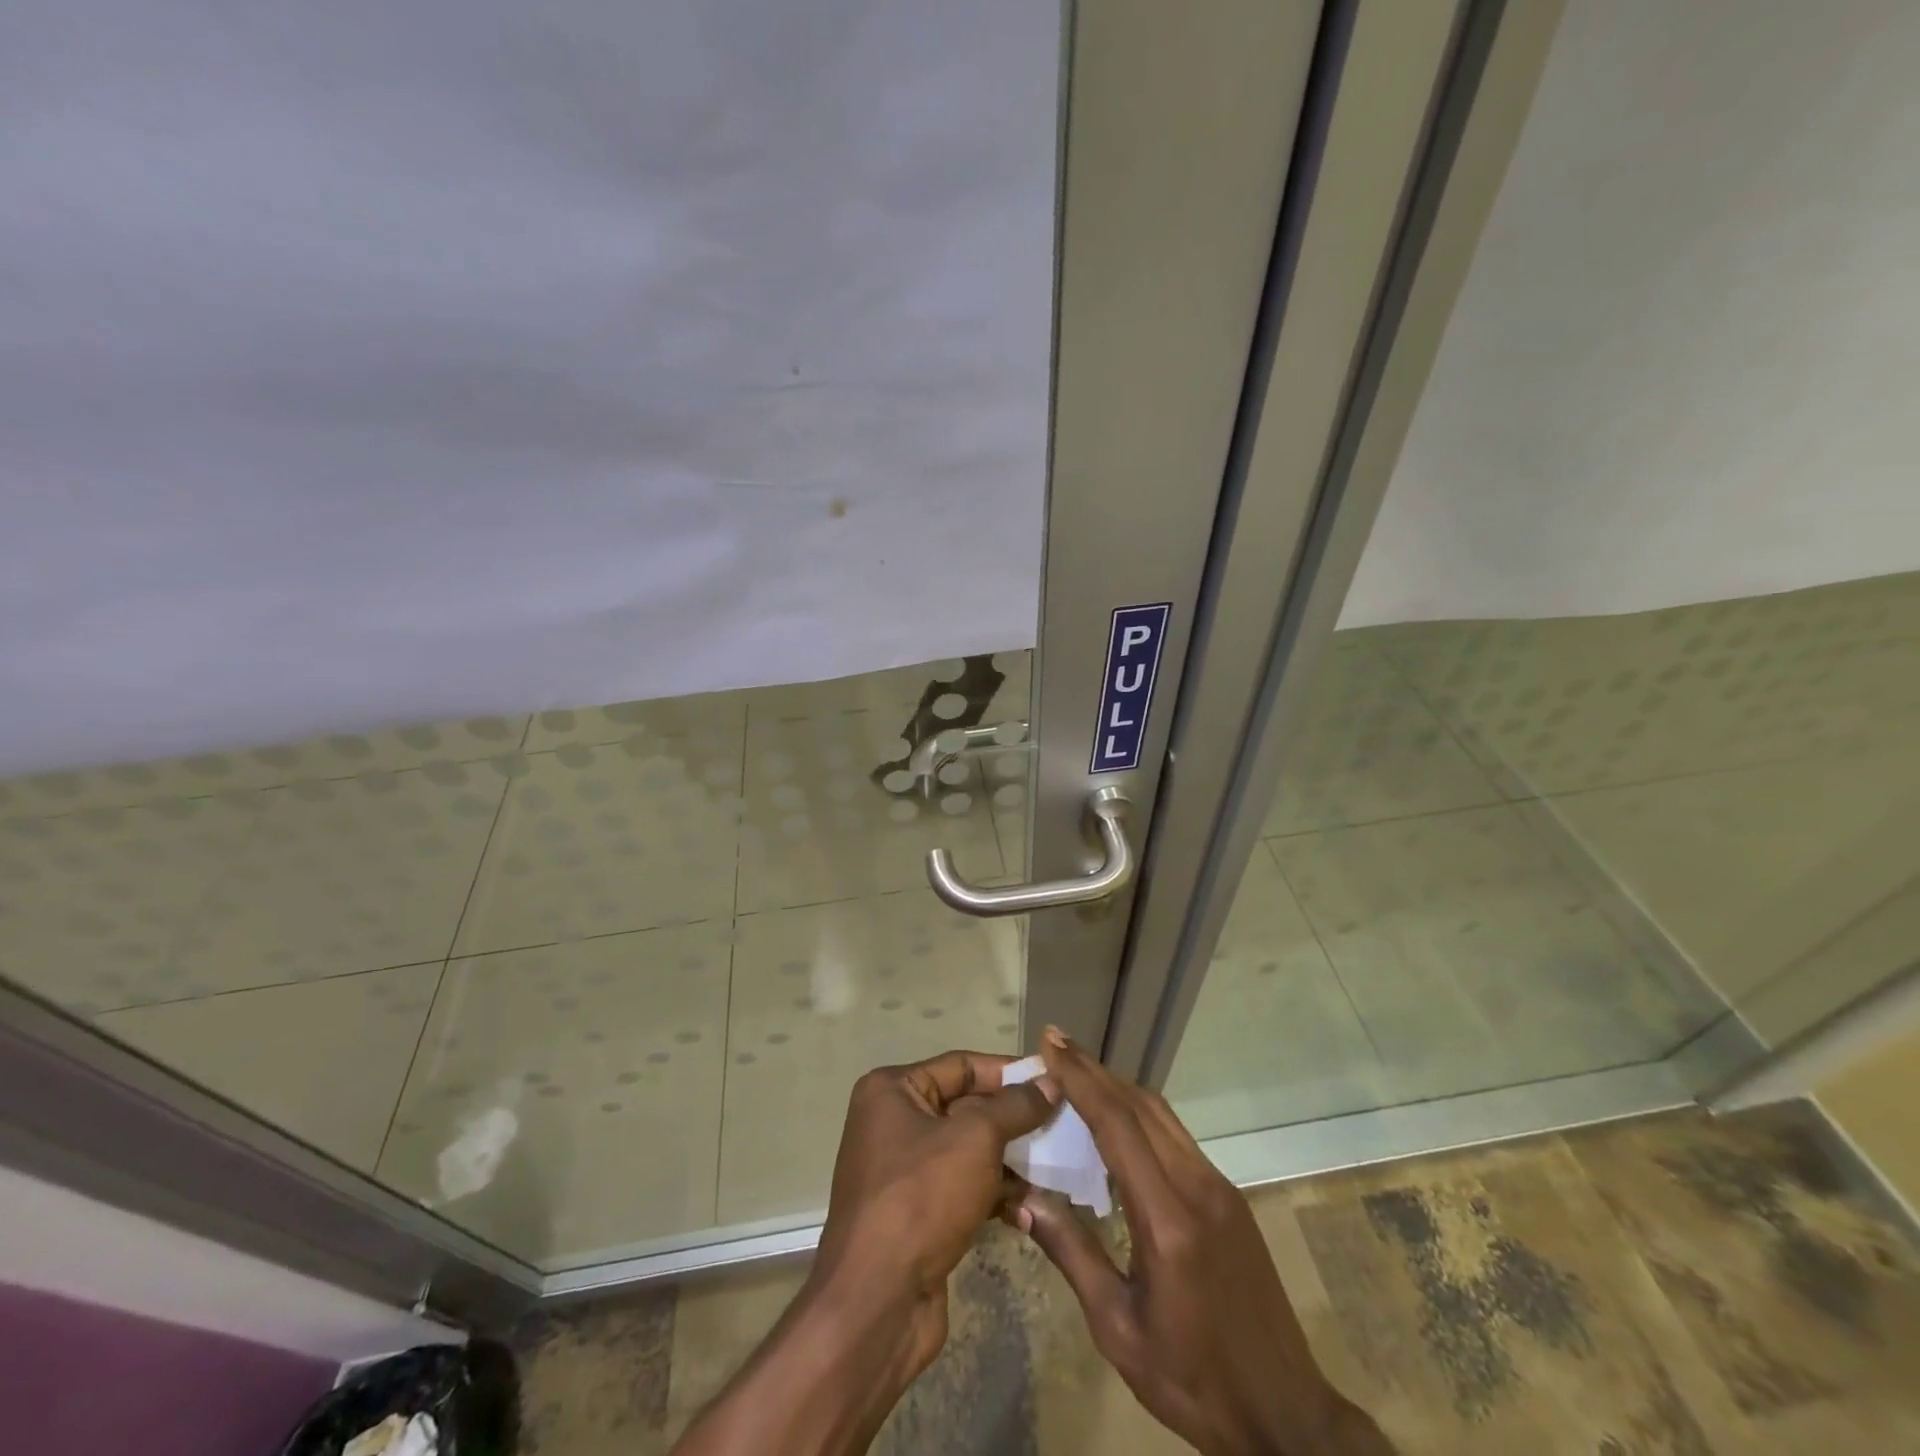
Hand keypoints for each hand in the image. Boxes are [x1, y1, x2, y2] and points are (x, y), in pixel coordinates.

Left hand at [814, 1050, 1057, 1369]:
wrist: (877, 1302)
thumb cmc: (921, 1197)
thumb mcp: (975, 1139)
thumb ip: (1016, 1106)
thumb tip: (1050, 1081)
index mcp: (892, 1090)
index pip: (961, 1066)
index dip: (1009, 1071)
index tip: (1054, 1079)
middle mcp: (893, 1121)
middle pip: (966, 1107)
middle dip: (1014, 1119)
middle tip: (1063, 1126)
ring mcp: (903, 1170)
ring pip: (969, 1151)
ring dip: (1011, 1161)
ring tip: (1057, 1169)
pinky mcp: (917, 1213)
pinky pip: (964, 1188)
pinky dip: (995, 1194)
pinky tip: (1030, 1210)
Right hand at [1010, 1029, 1390, 1455]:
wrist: (1286, 1416)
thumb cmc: (1194, 1381)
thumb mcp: (1119, 1329)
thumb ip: (1071, 1254)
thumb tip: (1022, 1199)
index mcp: (1168, 1219)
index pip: (1117, 1124)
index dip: (1080, 1078)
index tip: (1050, 1044)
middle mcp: (1197, 1186)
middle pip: (1139, 1105)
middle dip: (1094, 1070)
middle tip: (1054, 1045)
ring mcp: (1219, 1187)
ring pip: (1160, 1114)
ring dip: (1117, 1086)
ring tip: (1077, 1072)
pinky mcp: (1229, 1196)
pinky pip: (1175, 1135)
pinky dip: (1139, 1112)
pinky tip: (1116, 1121)